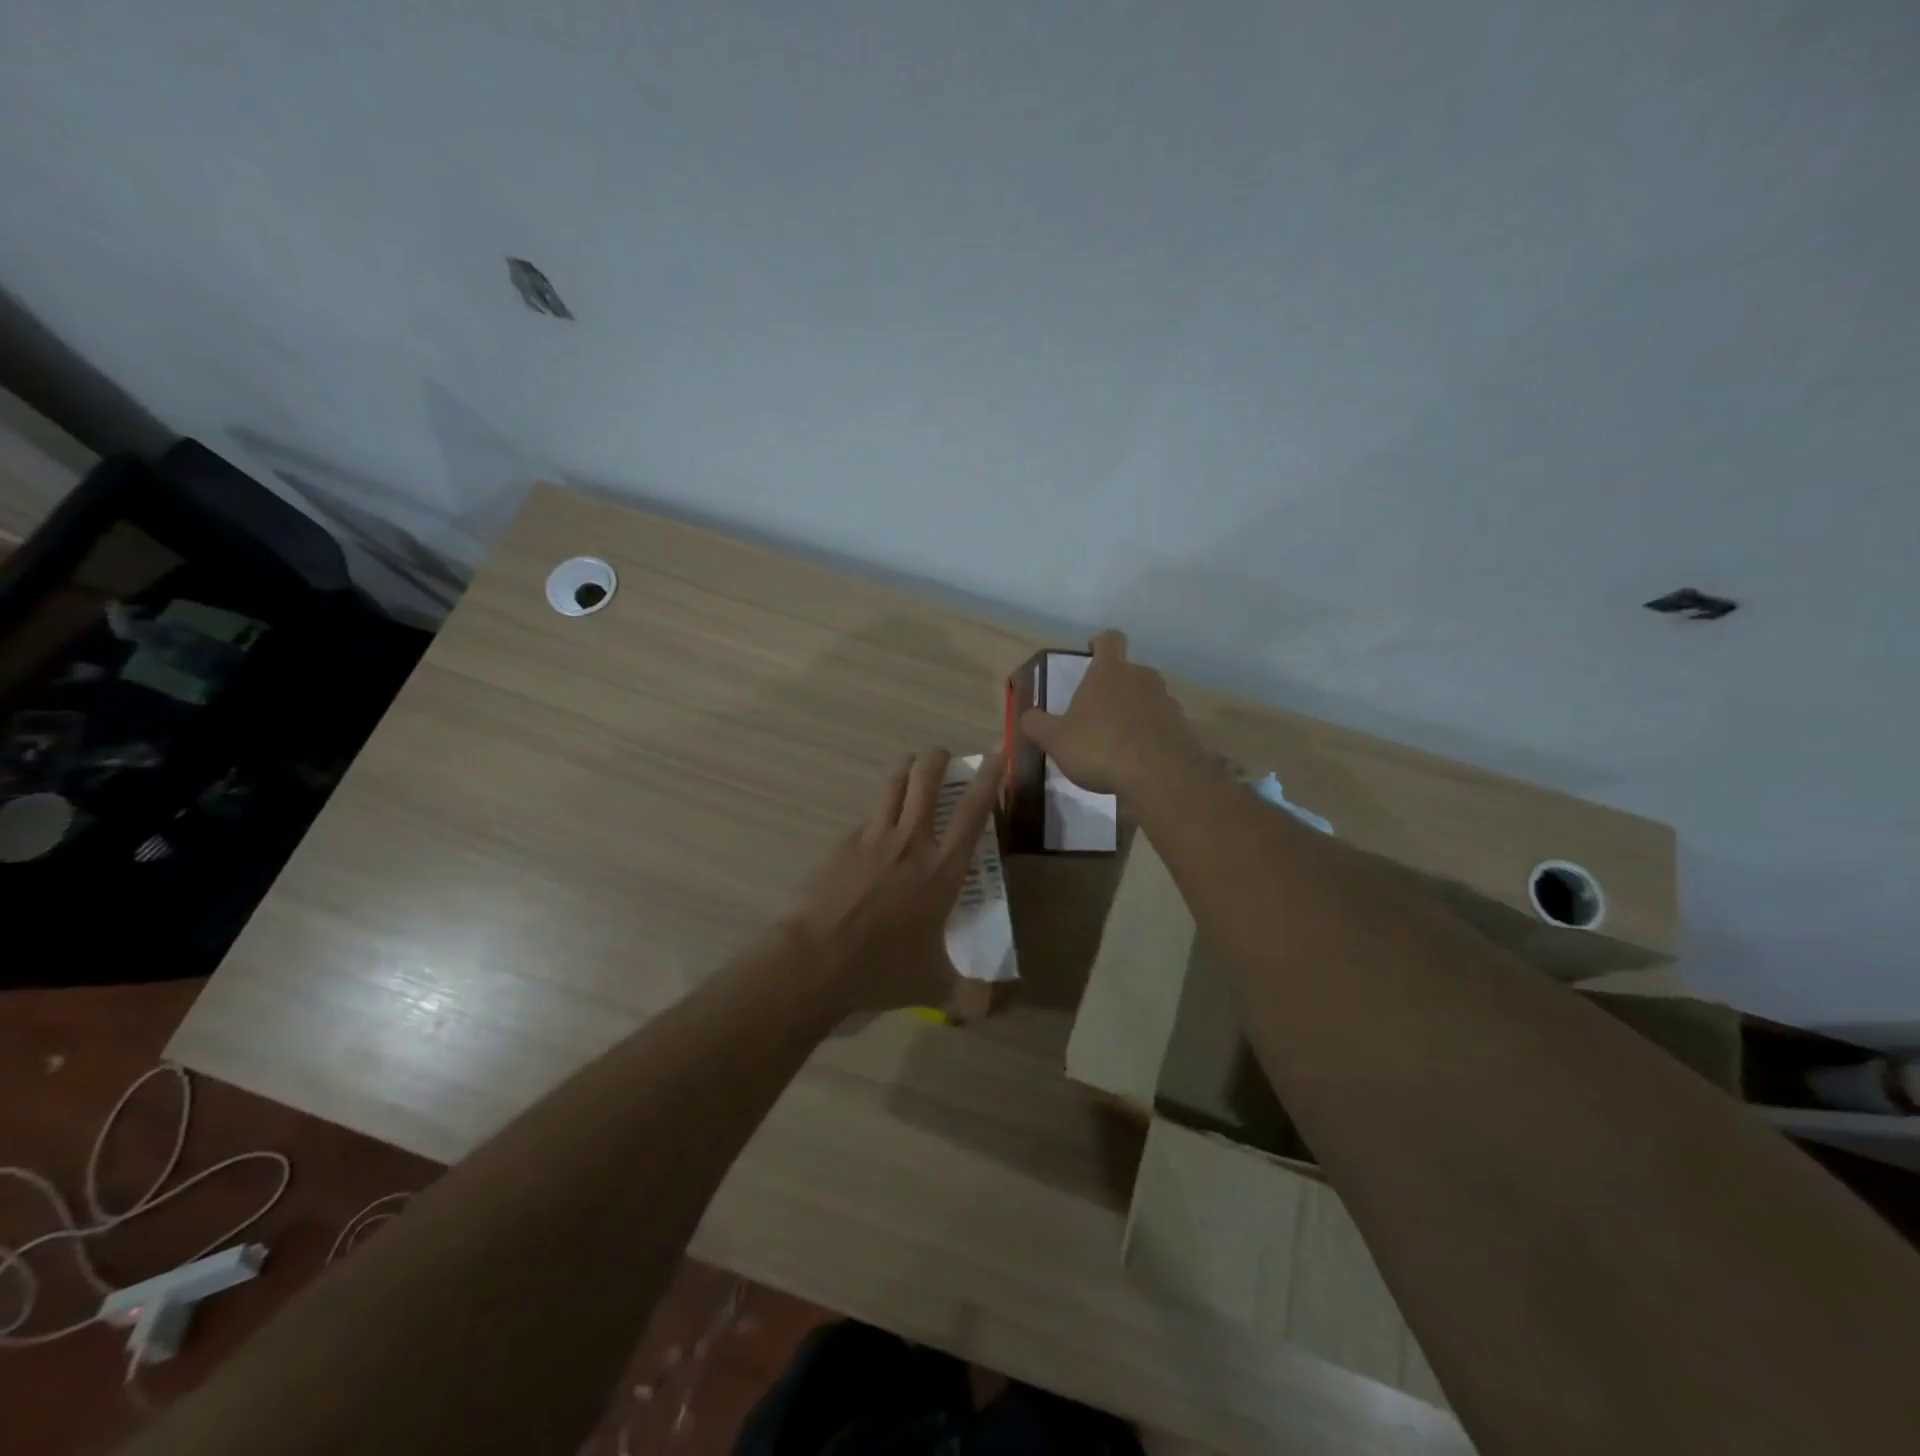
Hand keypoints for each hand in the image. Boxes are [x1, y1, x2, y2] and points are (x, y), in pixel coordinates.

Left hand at [783, 748, 1002, 1014]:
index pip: (973, 812)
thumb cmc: (881, 971)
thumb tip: (994, 1010)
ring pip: (892, 786)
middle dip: (936, 758)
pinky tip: (872, 836)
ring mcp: (872, 839)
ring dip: (905, 770)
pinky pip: (865, 820)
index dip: (988, 777)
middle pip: (926, 780)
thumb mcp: (933, 986)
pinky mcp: (841, 845)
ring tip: (911, 767)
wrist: (815, 962)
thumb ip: (968, 997)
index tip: (995, 750)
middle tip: (941, 755)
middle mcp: (910, 843)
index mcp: (942, 870)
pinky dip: (876, 817)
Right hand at [1019, 630, 1201, 794]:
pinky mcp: (1182, 729)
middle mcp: (1142, 678)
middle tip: (1096, 709)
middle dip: (1113, 686)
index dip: (1099, 642)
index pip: (1109, 639)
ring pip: (1146, 698)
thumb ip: (1036, 724)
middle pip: (1129, 671)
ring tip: (1116, 739)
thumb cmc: (1100, 747)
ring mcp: (1167, 702)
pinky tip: (1136, 759)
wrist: (1160, 777)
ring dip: (1132, 712)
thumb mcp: (1055, 739)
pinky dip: (1149, 735)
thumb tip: (1027, 716)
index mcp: (1110, 671)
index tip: (1091, 652)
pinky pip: (1161, 725)